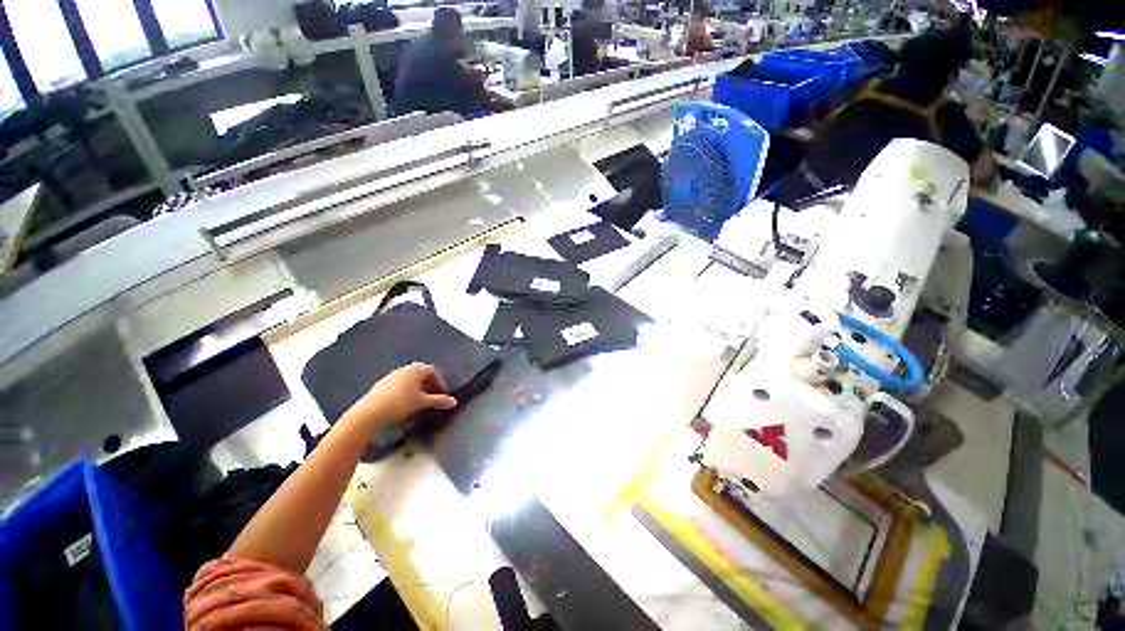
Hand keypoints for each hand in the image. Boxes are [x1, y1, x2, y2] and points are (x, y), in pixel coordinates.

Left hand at [344, 364, 456, 427]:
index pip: (433, 371)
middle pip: (421, 374)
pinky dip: (405, 391)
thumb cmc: (400, 403)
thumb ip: (439, 401)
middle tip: (432, 396)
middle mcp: (404, 369)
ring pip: (409, 379)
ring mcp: (391, 376)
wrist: (370, 413)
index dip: (439, 382)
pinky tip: (403, 403)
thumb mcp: (422, 402)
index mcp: (416, 370)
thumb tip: (453, 402)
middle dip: (428, 384)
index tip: (442, 394)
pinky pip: (398, 385)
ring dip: (416, 388)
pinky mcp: (381, 385)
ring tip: (418, 401)